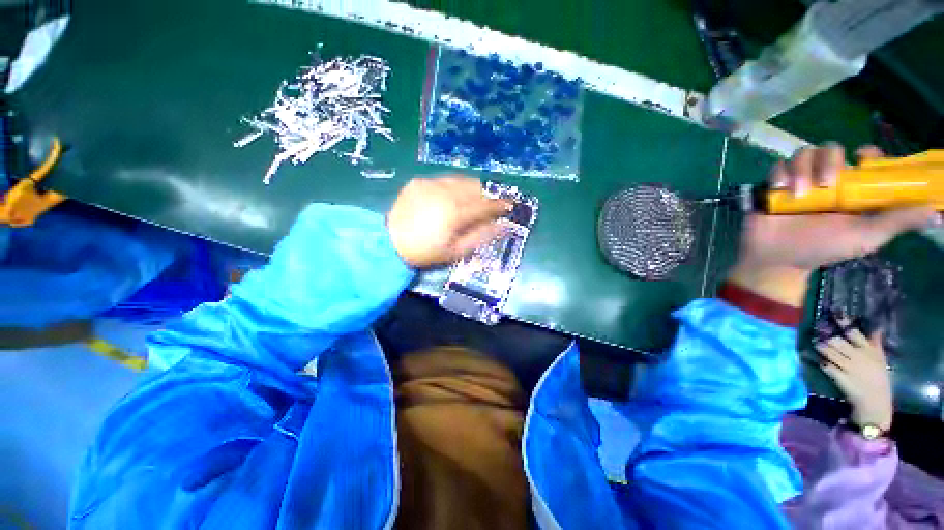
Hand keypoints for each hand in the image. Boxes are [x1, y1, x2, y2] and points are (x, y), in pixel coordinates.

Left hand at [387, 176, 510, 267]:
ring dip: (472, 187)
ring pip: (460, 180)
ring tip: (476, 197)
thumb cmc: (425, 252)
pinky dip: (453, 186)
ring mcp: (430, 184)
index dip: (499, 205)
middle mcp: (445, 193)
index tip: (510, 205)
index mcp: (455, 212)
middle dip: (487, 194)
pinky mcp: (418, 182)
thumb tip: (501, 226)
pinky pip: (443, 180)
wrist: (389, 243)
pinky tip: (452, 195)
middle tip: (493, 202)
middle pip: (474, 188)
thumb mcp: (455, 251)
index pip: (484, 205)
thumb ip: (480, 237)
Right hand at [729, 145, 937, 306]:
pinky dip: (779, 175)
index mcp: (851, 188)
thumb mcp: (865, 238)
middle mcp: (826, 179)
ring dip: (802, 170)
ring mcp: (798, 181)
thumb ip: (896, 221)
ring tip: (799, 194)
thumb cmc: (823, 248)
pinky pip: (776, 167)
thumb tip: (933, 209)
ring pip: (803, 154)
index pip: (862, 159)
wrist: (778, 259)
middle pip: (830, 149)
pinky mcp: (773, 186)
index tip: (863, 159)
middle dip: (828, 161)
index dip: (866, 153)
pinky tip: (780, 190)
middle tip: (826, 185)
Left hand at [815, 322, 892, 431]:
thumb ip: (876, 344)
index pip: (855, 333)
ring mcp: (848, 367)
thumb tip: (877, 327)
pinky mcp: (840, 377)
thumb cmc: (879, 379)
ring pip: (830, 352)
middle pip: (838, 341)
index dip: (844, 323)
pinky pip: (826, 365)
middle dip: (827, 334)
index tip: (835, 314)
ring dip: (821, 346)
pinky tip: (810, 356)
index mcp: (869, 352)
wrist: (875, 402)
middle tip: (818, 326)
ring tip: (814, 339)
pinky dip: (819, 360)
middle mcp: (858, 357)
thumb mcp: (881, 360)